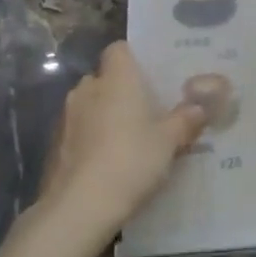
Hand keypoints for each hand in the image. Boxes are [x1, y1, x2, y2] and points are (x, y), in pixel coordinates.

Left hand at [36, 43, 205, 234]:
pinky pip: (78, 130)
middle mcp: (87, 88)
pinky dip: (91, 138)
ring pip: (90, 104)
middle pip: (105, 78)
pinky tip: (107, 161)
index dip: (134, 58)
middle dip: (122, 90)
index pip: (119, 49)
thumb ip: (185, 120)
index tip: (152, 76)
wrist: (78, 208)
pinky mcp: (54, 144)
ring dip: (105, 115)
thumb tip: (200, 107)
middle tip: (147, 111)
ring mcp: (66, 116)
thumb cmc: (130, 161)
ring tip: (128, 138)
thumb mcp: (169, 142)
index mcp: (116, 78)